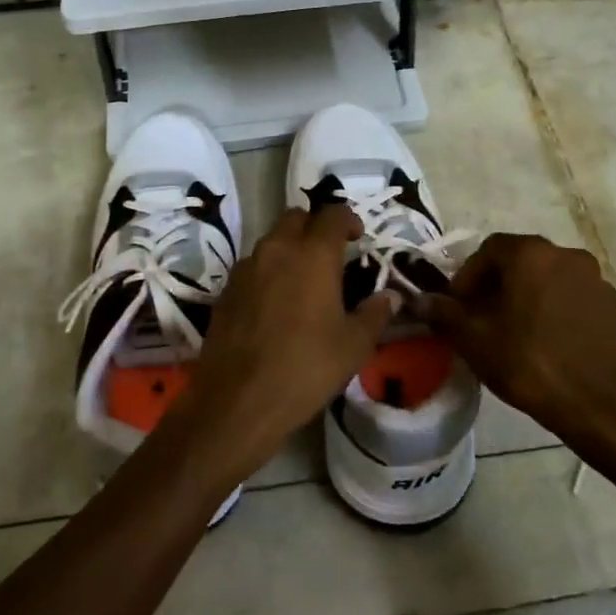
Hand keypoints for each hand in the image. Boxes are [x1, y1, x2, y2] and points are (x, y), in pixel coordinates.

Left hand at [171, 205, 396, 483]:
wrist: (237, 400)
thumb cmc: (306, 368)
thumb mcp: (353, 345)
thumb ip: (375, 314)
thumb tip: (390, 296)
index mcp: (313, 255)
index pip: (332, 214)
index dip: (348, 219)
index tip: (358, 236)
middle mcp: (276, 250)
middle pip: (295, 217)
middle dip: (314, 227)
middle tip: (331, 254)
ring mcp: (245, 268)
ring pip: (271, 241)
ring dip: (289, 248)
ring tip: (304, 280)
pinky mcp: (225, 290)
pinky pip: (252, 267)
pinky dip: (268, 272)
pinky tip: (276, 304)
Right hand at [418, 234, 615, 464]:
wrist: (601, 407)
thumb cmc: (529, 364)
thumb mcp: (474, 340)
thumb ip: (444, 313)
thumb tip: (420, 300)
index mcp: (531, 253)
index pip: (488, 249)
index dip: (467, 275)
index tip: (458, 306)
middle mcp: (565, 254)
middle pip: (519, 260)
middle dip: (495, 284)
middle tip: (480, 317)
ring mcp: (594, 278)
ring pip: (546, 278)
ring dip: (525, 295)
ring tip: (512, 330)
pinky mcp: (612, 305)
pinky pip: (571, 296)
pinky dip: (552, 307)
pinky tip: (545, 340)